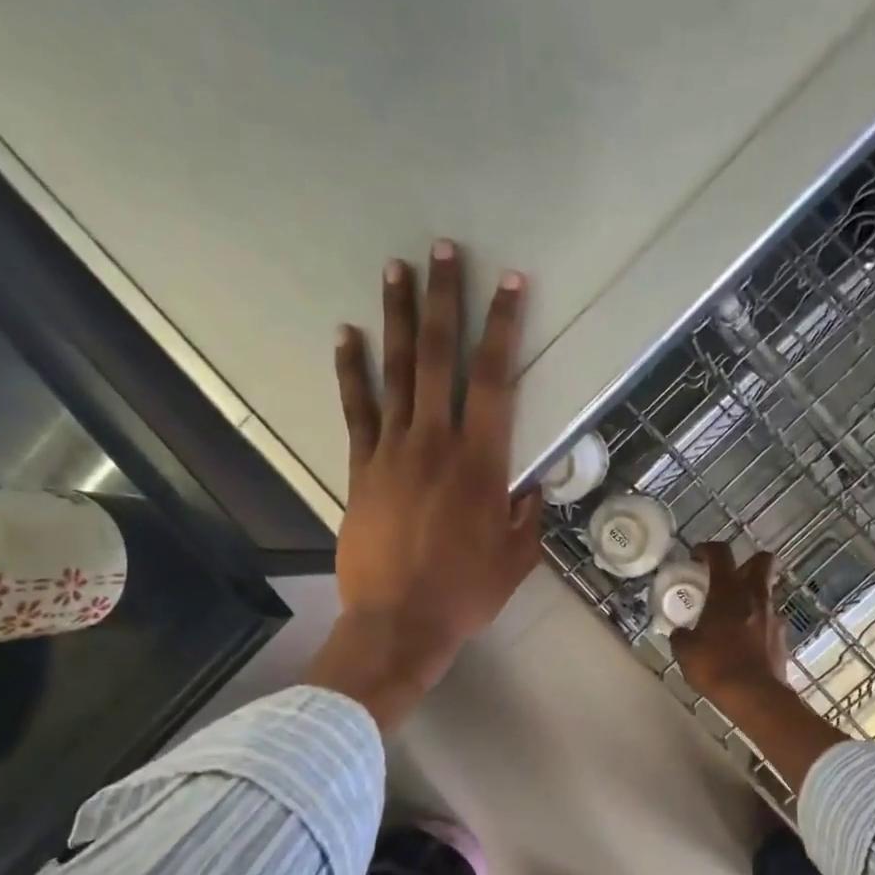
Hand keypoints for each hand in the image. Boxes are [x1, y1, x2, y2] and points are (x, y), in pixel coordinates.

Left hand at [304, 241, 541, 729]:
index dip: (505, 328)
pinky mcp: (361, 469)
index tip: (511, 284)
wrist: (398, 623)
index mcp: (482, 463)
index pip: (497, 380)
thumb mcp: (517, 558)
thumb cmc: (465, 594)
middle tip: (443, 251)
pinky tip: (347, 336)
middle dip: (444, 301)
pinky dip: (351, 371)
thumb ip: (525, 514)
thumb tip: (527, 485)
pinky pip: (356, 410)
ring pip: (395, 373)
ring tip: (396, 270)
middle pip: (439, 358)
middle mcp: (436, 443)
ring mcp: (392, 452)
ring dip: (397, 318)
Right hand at [671, 542, 846, 793]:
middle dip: (748, 562)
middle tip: (729, 578)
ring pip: (766, 592)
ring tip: (733, 616)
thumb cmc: (715, 666)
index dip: (707, 549)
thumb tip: (680, 633)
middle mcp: (755, 596)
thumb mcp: (685, 651)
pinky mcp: (782, 637)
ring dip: (752, 597)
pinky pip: (769, 620)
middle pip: (762, 561)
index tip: (697, 557)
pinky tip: (744, 642)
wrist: (755, 696)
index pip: (720, 554)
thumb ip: (681, 636)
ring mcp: (773, 616)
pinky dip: (758, 623)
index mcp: (728, 591)